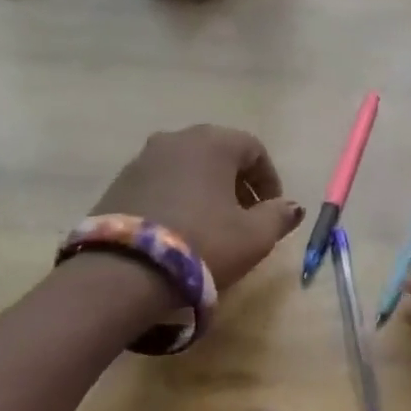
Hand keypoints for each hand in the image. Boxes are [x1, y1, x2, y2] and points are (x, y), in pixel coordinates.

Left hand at [85, 125, 304, 291]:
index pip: (254, 149)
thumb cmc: (203, 243)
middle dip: (237, 183)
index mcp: (213, 142)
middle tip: (245, 216)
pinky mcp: (119, 182)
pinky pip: (161, 182)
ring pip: (188, 167)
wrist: (124, 271)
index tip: (272, 210)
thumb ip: (278, 216)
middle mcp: (177, 139)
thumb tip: (291, 206)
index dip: (269, 180)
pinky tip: (180, 228)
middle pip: (219, 154)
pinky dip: (177, 197)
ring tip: (212, 225)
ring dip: (206, 189)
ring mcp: (143, 158)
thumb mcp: (254, 236)